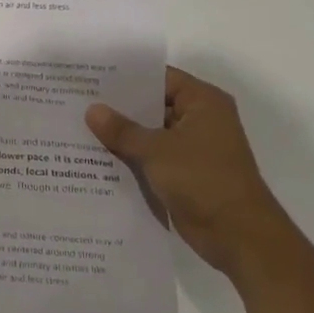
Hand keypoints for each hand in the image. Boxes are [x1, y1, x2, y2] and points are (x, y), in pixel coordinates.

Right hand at [85, 66, 301, 278]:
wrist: (237, 235)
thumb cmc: (202, 180)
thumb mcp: (156, 150)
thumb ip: (122, 129)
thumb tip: (92, 110)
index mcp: (203, 102)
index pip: (159, 77)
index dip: (126, 77)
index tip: (89, 77)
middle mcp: (199, 119)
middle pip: (152, 104)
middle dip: (118, 106)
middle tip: (76, 101)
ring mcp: (192, 148)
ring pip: (149, 133)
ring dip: (121, 134)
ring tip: (77, 126)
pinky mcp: (184, 173)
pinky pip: (151, 157)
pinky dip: (130, 156)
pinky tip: (95, 156)